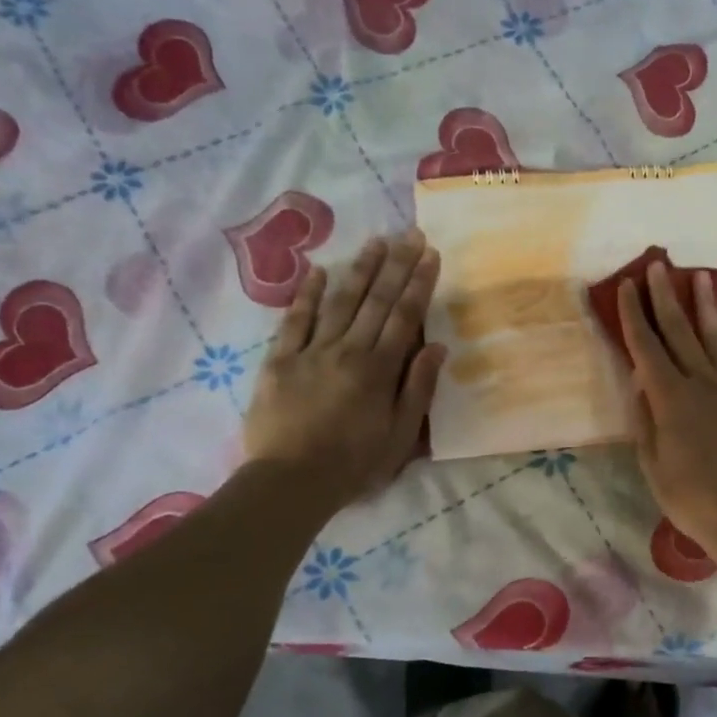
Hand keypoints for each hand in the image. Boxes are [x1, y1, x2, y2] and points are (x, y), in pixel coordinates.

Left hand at [243, 229, 445, 506]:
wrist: (290, 482)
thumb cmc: (354, 464)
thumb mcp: (401, 435)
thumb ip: (418, 388)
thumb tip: (437, 346)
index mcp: (379, 370)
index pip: (405, 317)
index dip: (419, 284)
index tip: (431, 255)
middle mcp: (348, 351)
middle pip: (376, 301)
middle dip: (396, 265)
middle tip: (410, 234)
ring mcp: (311, 352)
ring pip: (340, 302)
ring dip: (359, 270)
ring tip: (375, 242)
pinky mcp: (280, 360)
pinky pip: (295, 320)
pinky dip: (307, 294)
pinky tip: (320, 271)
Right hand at [618, 261, 716, 562]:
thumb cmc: (691, 498)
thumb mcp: (653, 464)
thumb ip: (644, 418)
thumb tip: (638, 379)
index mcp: (670, 399)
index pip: (647, 346)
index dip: (635, 314)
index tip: (627, 285)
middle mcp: (701, 382)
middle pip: (680, 331)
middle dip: (665, 296)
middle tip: (657, 265)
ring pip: (714, 336)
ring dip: (703, 304)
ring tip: (698, 276)